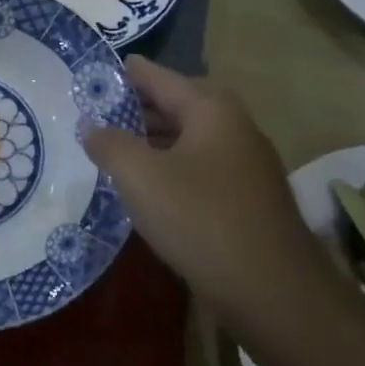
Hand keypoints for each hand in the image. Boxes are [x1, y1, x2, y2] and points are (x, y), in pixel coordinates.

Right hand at [82, 58, 330, 334]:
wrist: (273, 293)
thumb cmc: (201, 219)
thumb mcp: (140, 176)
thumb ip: (109, 144)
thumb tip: (91, 127)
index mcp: (211, 110)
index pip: (159, 77)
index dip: (125, 73)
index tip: (94, 72)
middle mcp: (235, 127)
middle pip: (179, 103)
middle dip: (139, 106)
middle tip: (100, 111)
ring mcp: (247, 165)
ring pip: (191, 138)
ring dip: (155, 138)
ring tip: (117, 148)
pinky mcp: (249, 199)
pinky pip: (202, 166)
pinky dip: (172, 165)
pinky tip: (150, 186)